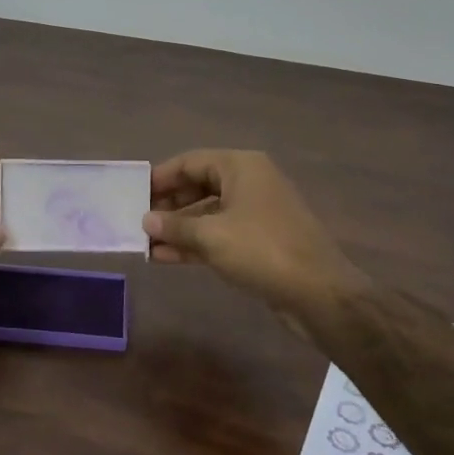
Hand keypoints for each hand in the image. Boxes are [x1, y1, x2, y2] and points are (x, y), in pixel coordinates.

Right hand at [142, 150, 362, 320]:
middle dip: (168, 205)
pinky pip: (220, 234)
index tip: (135, 193)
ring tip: (145, 243)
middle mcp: (250, 182)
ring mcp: (256, 212)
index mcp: (241, 167)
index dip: (161, 177)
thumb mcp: (211, 236)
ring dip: (178, 228)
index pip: (191, 161)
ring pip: (208, 213)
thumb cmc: (262, 250)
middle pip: (199, 185)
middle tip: (138, 220)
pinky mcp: (259, 240)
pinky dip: (195, 243)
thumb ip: (174, 226)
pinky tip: (166, 257)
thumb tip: (145, 221)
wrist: (319, 293)